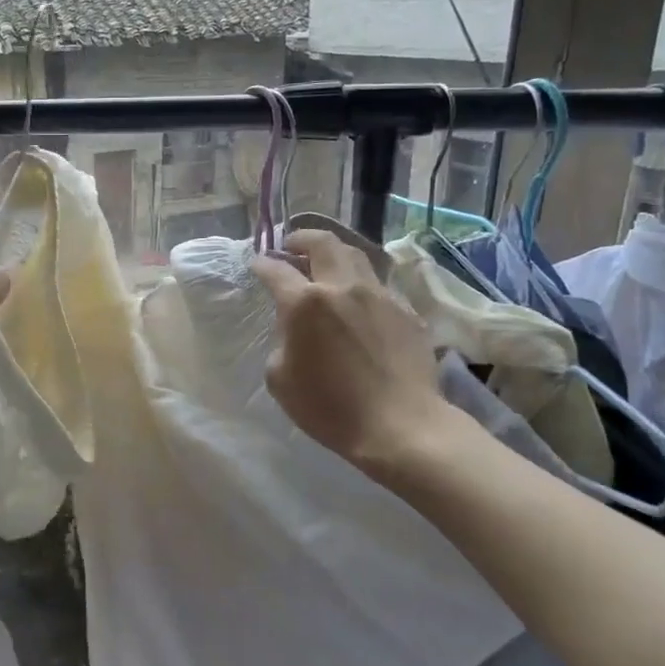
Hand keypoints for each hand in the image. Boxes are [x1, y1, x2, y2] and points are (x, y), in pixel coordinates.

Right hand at [250, 230, 458, 475]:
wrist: (400, 426)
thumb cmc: (330, 407)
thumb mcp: (280, 378)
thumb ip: (283, 341)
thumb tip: (296, 330)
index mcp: (305, 303)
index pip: (276, 270)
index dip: (262, 264)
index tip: (257, 264)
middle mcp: (343, 288)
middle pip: (323, 243)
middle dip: (302, 239)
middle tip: (292, 246)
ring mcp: (380, 296)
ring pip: (356, 256)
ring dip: (335, 255)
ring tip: (326, 266)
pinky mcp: (407, 312)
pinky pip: (379, 287)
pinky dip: (361, 287)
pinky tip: (359, 306)